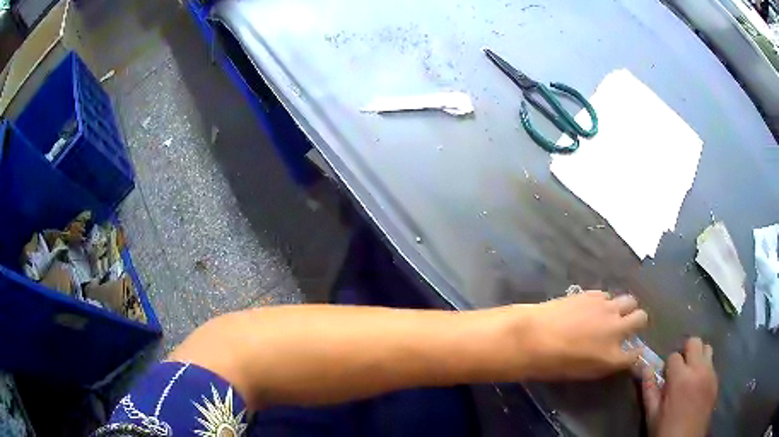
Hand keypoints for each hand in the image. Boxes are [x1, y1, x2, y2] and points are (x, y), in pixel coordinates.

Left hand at [514, 291, 647, 379]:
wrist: (533, 337)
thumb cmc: (552, 364)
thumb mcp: (582, 372)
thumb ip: (603, 362)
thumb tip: (612, 355)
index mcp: (613, 357)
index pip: (636, 354)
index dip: (635, 351)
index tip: (632, 350)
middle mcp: (617, 330)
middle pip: (641, 318)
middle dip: (637, 322)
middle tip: (626, 326)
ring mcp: (607, 309)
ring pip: (629, 300)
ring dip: (624, 308)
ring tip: (611, 314)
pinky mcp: (594, 294)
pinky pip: (607, 296)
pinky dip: (604, 302)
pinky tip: (592, 307)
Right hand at [642, 337, 717, 436]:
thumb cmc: (665, 430)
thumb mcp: (652, 414)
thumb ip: (649, 389)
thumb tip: (644, 367)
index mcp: (680, 378)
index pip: (674, 356)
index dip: (668, 366)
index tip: (665, 378)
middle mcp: (698, 369)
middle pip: (694, 342)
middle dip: (686, 351)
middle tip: (679, 368)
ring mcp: (710, 373)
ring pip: (707, 348)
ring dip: (698, 356)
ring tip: (692, 373)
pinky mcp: (716, 380)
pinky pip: (712, 364)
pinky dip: (705, 369)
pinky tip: (698, 385)